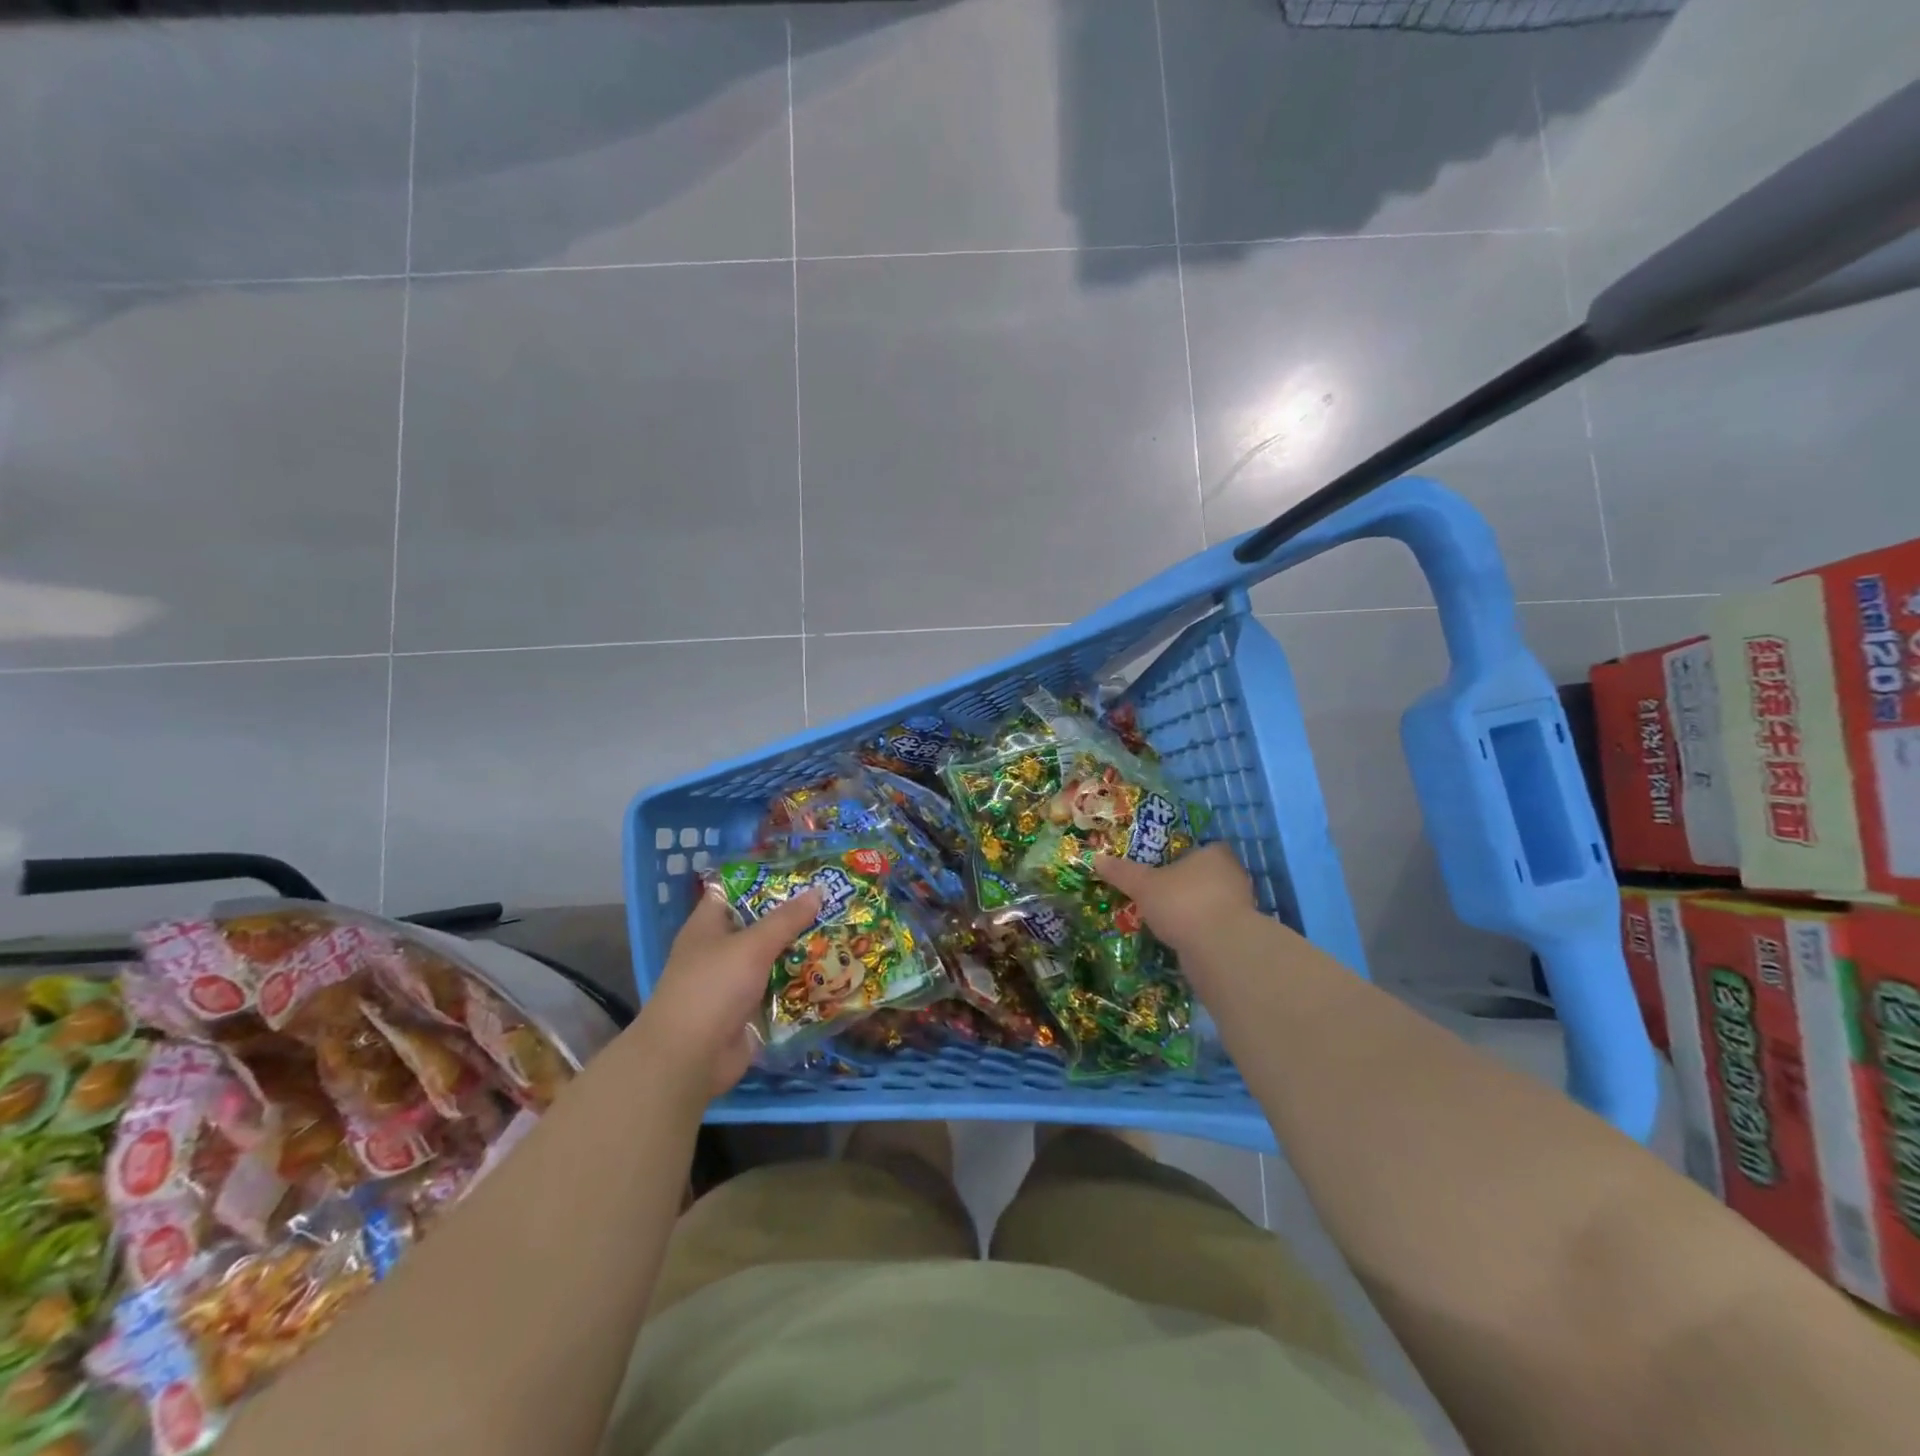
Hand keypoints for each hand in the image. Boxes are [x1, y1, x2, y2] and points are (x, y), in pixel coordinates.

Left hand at [630, 888, 821, 1100]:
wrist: (689, 1059)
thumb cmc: (712, 988)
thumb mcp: (751, 946)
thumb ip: (785, 919)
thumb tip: (818, 890)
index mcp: (708, 926)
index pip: (735, 890)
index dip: (765, 879)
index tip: (802, 872)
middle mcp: (720, 950)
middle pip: (760, 925)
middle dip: (794, 917)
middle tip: (834, 902)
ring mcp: (734, 983)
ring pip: (773, 959)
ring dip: (801, 951)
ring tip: (841, 933)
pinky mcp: (749, 1011)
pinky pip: (779, 990)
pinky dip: (800, 984)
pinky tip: (832, 973)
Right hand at [1094, 842, 1255, 957]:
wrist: (1219, 948)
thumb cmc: (1182, 901)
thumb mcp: (1144, 885)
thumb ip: (1122, 872)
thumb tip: (1096, 858)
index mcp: (1214, 854)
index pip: (1203, 847)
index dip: (1185, 855)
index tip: (1165, 866)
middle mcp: (1233, 874)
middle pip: (1208, 874)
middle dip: (1188, 882)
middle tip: (1161, 891)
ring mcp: (1241, 905)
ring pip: (1212, 901)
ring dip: (1194, 908)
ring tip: (1166, 917)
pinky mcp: (1240, 933)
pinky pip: (1215, 924)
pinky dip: (1200, 929)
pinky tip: (1181, 937)